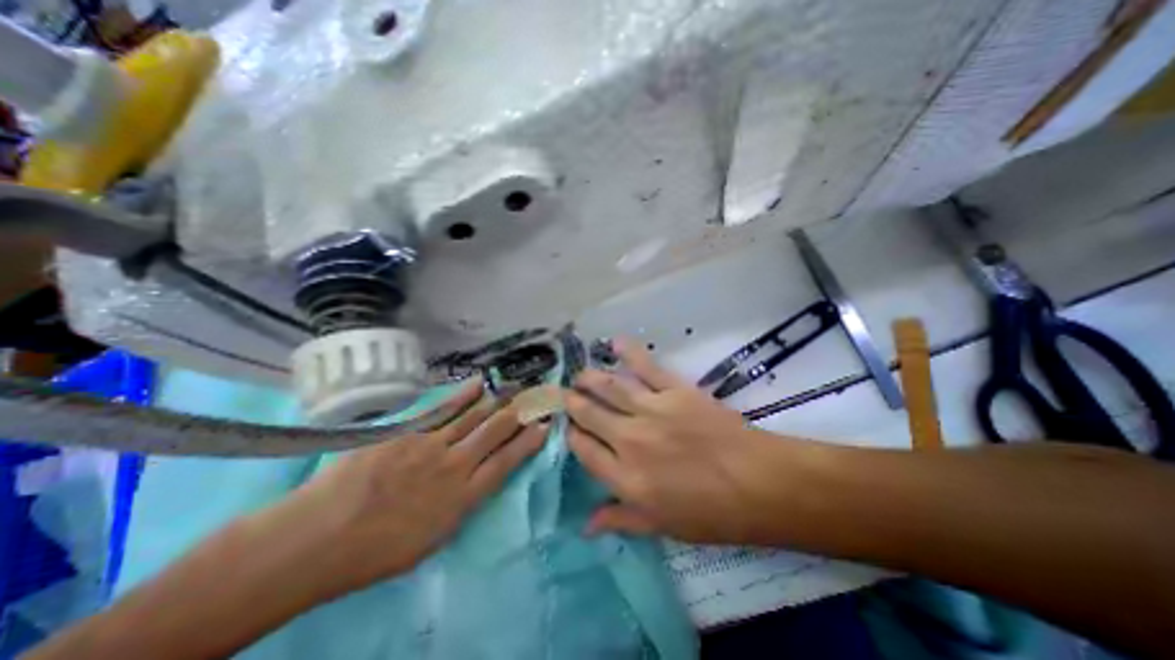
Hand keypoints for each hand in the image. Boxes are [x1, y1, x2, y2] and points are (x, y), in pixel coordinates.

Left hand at [282, 381, 549, 593]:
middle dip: (519, 413)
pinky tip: (480, 383)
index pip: (507, 462)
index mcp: (463, 499)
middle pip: (496, 432)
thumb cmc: (374, 551)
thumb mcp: (431, 541)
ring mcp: (431, 445)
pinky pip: (443, 409)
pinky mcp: (408, 431)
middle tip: (535, 397)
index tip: (544, 425)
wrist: (315, 539)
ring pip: (475, 416)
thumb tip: (477, 480)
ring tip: (516, 386)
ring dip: (499, 400)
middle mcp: (455, 466)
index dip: (528, 441)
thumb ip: (461, 506)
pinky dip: (465, 394)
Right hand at [565, 337, 793, 544]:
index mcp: (626, 477)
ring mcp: (652, 410)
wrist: (759, 483)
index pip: (584, 449)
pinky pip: (646, 367)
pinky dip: (629, 353)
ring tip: (580, 374)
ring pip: (609, 387)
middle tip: (567, 395)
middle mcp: (630, 440)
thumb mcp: (662, 526)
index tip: (569, 428)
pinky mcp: (675, 390)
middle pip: (590, 414)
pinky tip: (614, 342)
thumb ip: (621, 519)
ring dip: (590, 378)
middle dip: (573, 403)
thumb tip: (586, 525)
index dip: (572, 435)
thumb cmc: (712, 513)